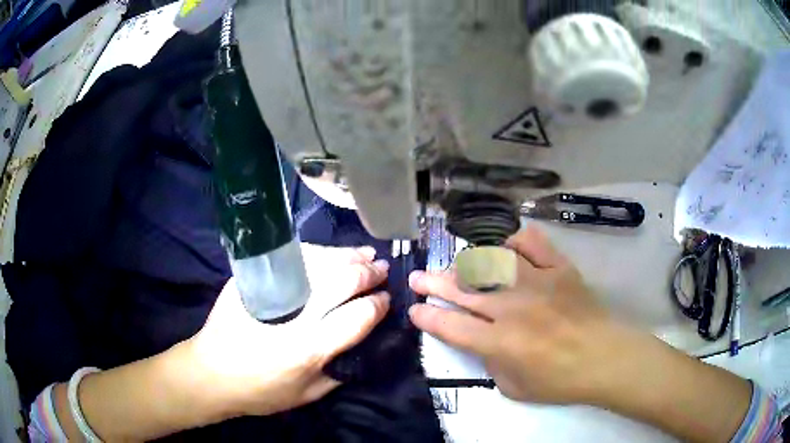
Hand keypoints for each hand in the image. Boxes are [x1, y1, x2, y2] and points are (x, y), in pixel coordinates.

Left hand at [186, 245, 389, 418]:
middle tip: (382, 269)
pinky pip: (294, 258)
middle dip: (369, 273)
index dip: (378, 305)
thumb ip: (338, 370)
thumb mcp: (307, 394)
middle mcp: (295, 315)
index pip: (358, 317)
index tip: (386, 299)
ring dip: (348, 256)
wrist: (211, 372)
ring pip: (320, 262)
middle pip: (343, 281)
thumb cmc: (260, 391)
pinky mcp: (253, 279)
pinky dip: (319, 253)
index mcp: (310, 348)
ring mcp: (273, 292)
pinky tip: (330, 254)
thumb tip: (360, 341)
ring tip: (365, 254)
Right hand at [408, 225, 634, 405]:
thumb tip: (480, 340)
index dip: (427, 316)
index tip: (415, 309)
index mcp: (499, 342)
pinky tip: (505, 248)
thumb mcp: (513, 388)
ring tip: (456, 265)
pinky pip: (532, 243)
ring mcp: (537, 283)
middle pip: (463, 290)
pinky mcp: (558, 268)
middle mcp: (512, 308)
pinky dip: (514, 241)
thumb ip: (490, 363)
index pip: (450, 325)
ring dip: (467, 262)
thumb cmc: (559, 381)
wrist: (603, 358)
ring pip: (492, 262)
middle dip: (433, 283)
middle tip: (418, 277)